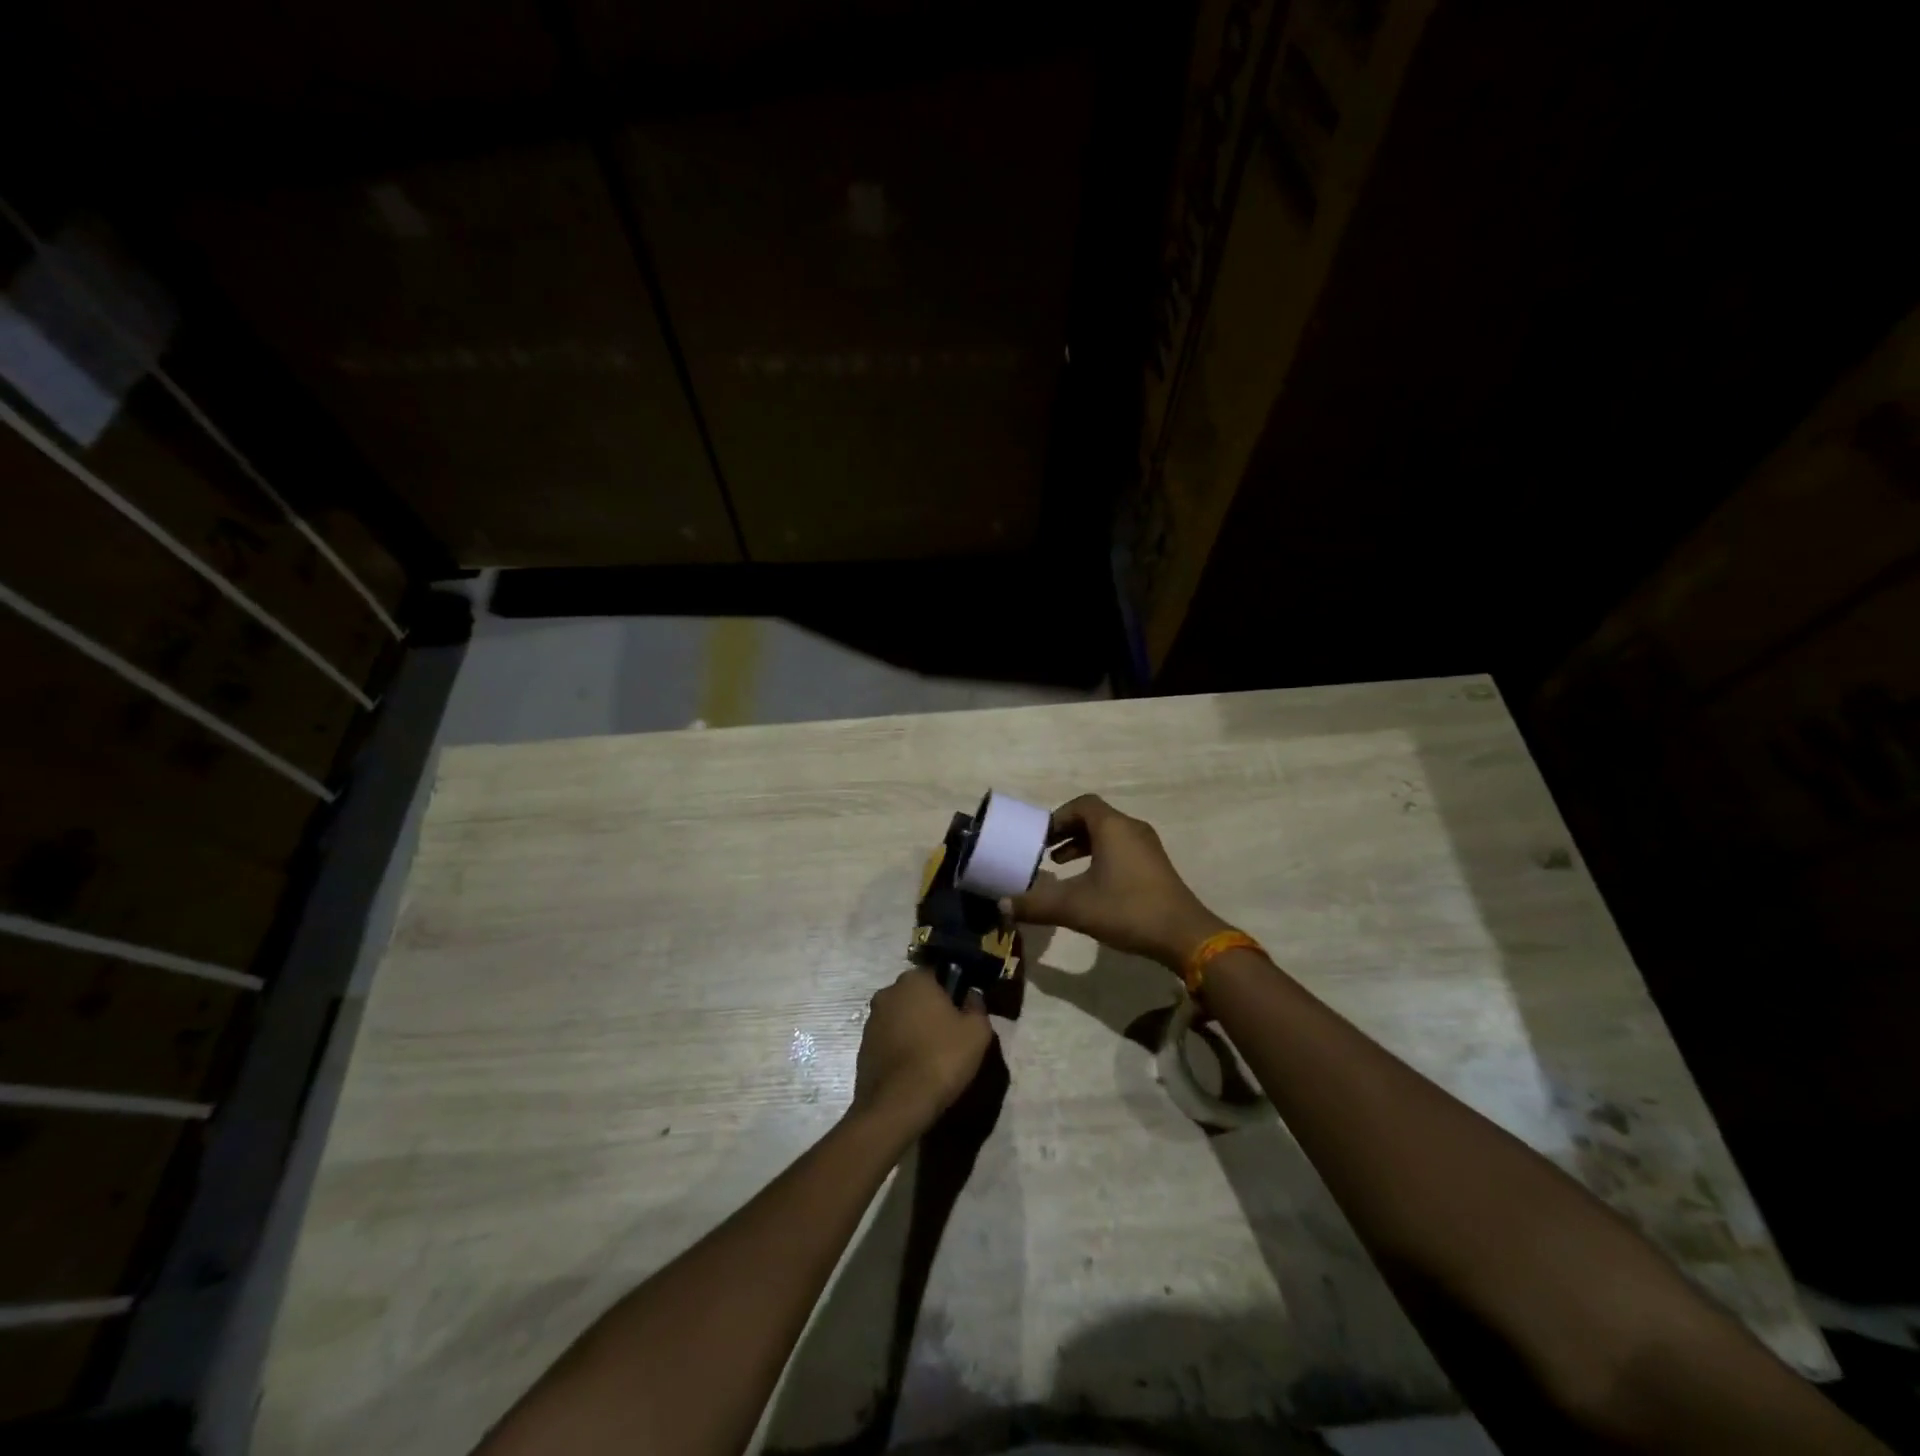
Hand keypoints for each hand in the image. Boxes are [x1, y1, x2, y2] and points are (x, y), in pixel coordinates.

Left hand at [852, 968, 993, 1137]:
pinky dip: (900, 1049)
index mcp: (914, 980)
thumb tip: (971, 997)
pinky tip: (914, 1070)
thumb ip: (977, 1007)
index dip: (952, 993)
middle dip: (931, 1010)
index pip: (937, 975)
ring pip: (901, 1017)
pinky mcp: (862, 1047)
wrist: (897, 1105)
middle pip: (916, 995)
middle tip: (950, 1036)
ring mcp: (871, 1020)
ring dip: (914, 1029)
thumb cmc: (942, 1058)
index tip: (962, 1014)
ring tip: (931, 1057)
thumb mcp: (977, 1032)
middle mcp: (888, 992)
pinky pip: (889, 1040)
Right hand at [1009, 794, 1228, 968]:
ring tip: (1061, 867)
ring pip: (1109, 834)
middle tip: (1045, 851)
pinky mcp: (1155, 866)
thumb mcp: (1075, 907)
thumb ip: (1036, 904)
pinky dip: (1101, 856)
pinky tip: (1090, 884)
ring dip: (1083, 845)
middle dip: (1067, 831)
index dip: (1057, 817)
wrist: (1184, 935)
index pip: (1082, 804)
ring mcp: (1147, 847)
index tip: (1040, 838)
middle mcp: (1131, 829)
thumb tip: (1001, 906)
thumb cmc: (1127, 910)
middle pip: (1095, 817)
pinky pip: (1121, 849)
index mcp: (1113, 827)